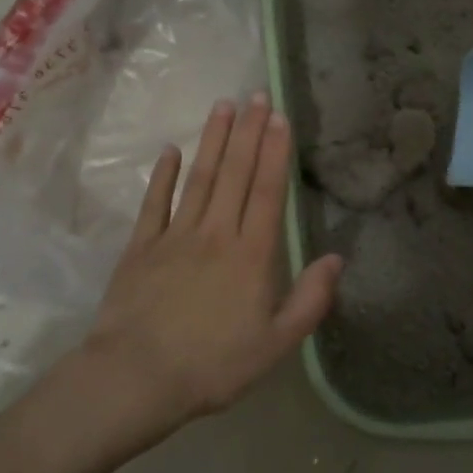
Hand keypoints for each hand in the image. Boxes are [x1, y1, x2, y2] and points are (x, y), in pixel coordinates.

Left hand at [67, 94, 342, 441]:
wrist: (136, 378)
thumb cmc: (213, 366)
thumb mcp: (275, 344)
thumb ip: (309, 300)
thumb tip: (336, 259)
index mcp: (252, 255)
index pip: (268, 192)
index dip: (276, 152)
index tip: (280, 117)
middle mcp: (216, 233)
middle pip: (236, 174)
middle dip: (249, 131)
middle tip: (256, 94)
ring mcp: (175, 236)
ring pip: (200, 178)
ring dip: (214, 140)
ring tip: (223, 106)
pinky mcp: (140, 247)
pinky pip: (154, 202)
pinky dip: (163, 175)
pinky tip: (171, 150)